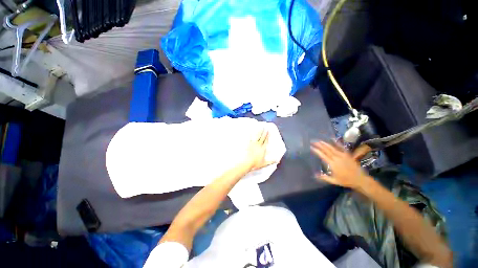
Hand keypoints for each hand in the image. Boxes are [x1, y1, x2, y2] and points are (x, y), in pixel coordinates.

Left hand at [244, 128, 274, 170]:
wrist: (246, 162)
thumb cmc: (254, 163)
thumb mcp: (264, 163)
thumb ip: (271, 161)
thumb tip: (277, 160)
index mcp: (262, 149)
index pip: (266, 141)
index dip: (268, 136)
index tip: (269, 131)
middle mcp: (258, 145)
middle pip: (262, 137)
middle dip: (264, 132)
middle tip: (265, 126)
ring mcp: (252, 143)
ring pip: (256, 136)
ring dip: (258, 131)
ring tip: (259, 126)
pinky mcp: (246, 143)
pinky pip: (248, 137)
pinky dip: (249, 133)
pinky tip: (249, 129)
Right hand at [310, 141, 369, 189]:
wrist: (360, 179)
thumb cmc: (346, 181)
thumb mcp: (334, 181)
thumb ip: (324, 177)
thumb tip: (314, 175)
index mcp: (332, 164)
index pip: (323, 155)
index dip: (317, 151)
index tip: (311, 147)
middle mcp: (337, 158)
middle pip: (326, 150)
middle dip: (319, 145)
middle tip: (314, 142)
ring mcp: (343, 155)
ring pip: (332, 148)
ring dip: (325, 144)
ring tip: (320, 141)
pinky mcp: (348, 155)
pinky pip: (341, 147)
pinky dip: (337, 143)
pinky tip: (333, 139)